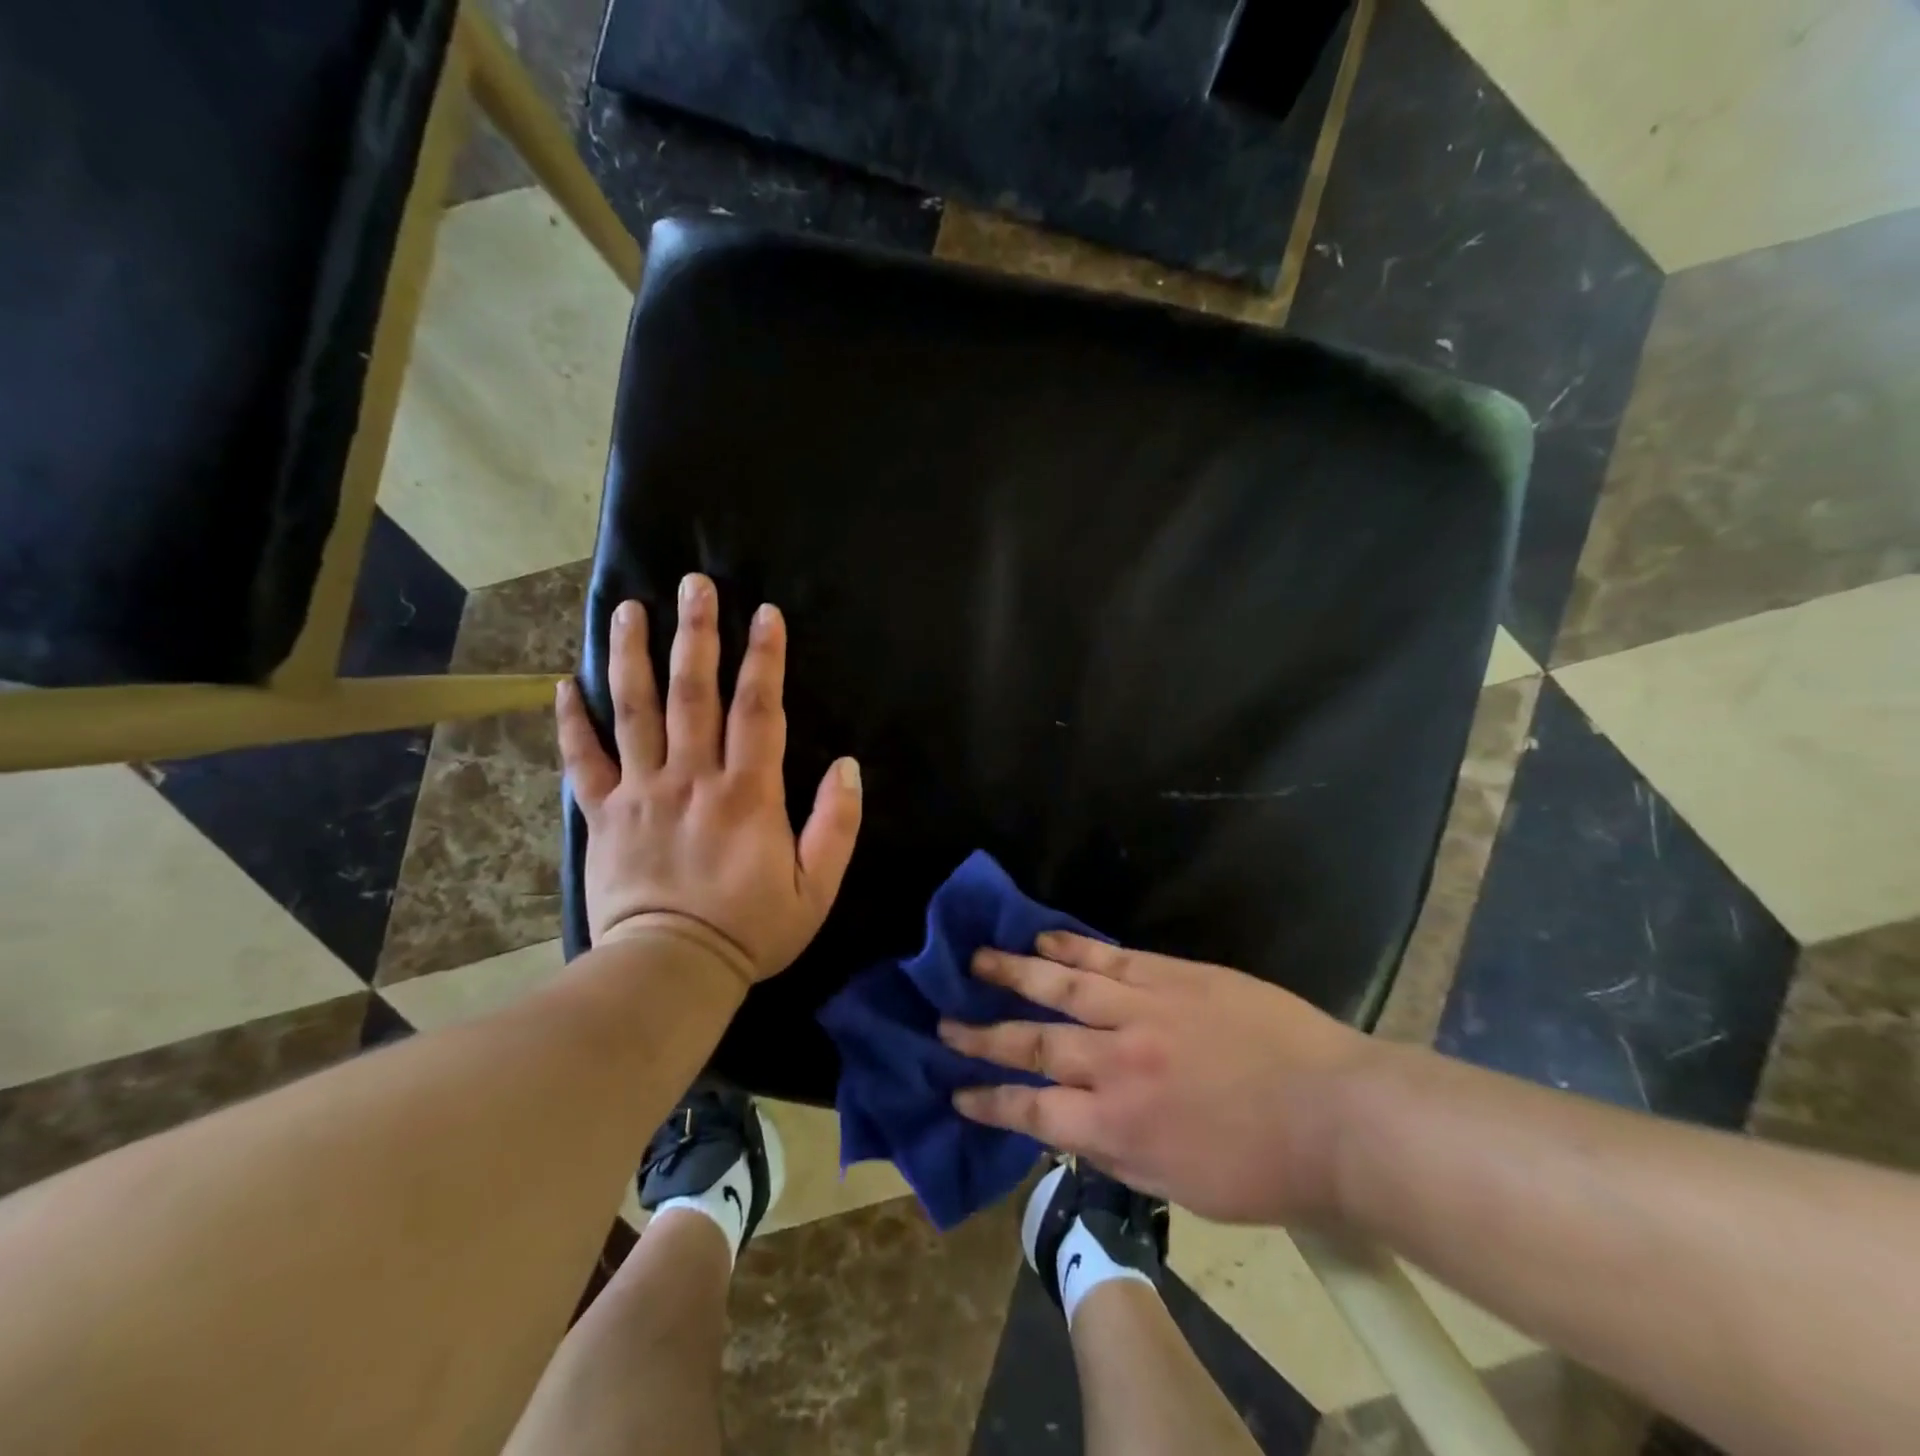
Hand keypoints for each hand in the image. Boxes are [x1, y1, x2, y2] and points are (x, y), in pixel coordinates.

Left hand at [556, 572, 862, 981]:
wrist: (671, 971)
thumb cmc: (752, 929)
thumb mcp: (816, 887)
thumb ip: (836, 824)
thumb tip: (847, 766)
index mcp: (747, 792)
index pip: (757, 709)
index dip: (764, 659)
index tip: (765, 614)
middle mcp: (691, 777)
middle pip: (693, 692)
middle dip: (697, 634)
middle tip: (694, 585)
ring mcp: (641, 792)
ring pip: (634, 711)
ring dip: (632, 656)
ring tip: (627, 609)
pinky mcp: (603, 814)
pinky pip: (584, 759)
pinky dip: (572, 721)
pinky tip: (564, 684)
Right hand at [941, 935, 1378, 1223]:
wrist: (1337, 1114)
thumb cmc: (1264, 1168)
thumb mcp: (1181, 1186)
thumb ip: (1117, 1153)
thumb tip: (1070, 1128)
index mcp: (1118, 1124)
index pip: (1031, 1111)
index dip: (988, 1101)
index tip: (955, 1091)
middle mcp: (1117, 1062)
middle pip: (1034, 1043)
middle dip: (983, 1034)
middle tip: (943, 1021)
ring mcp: (1143, 1009)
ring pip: (1062, 986)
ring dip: (1014, 974)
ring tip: (977, 960)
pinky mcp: (1172, 975)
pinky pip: (1109, 956)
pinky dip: (1071, 947)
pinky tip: (1044, 938)